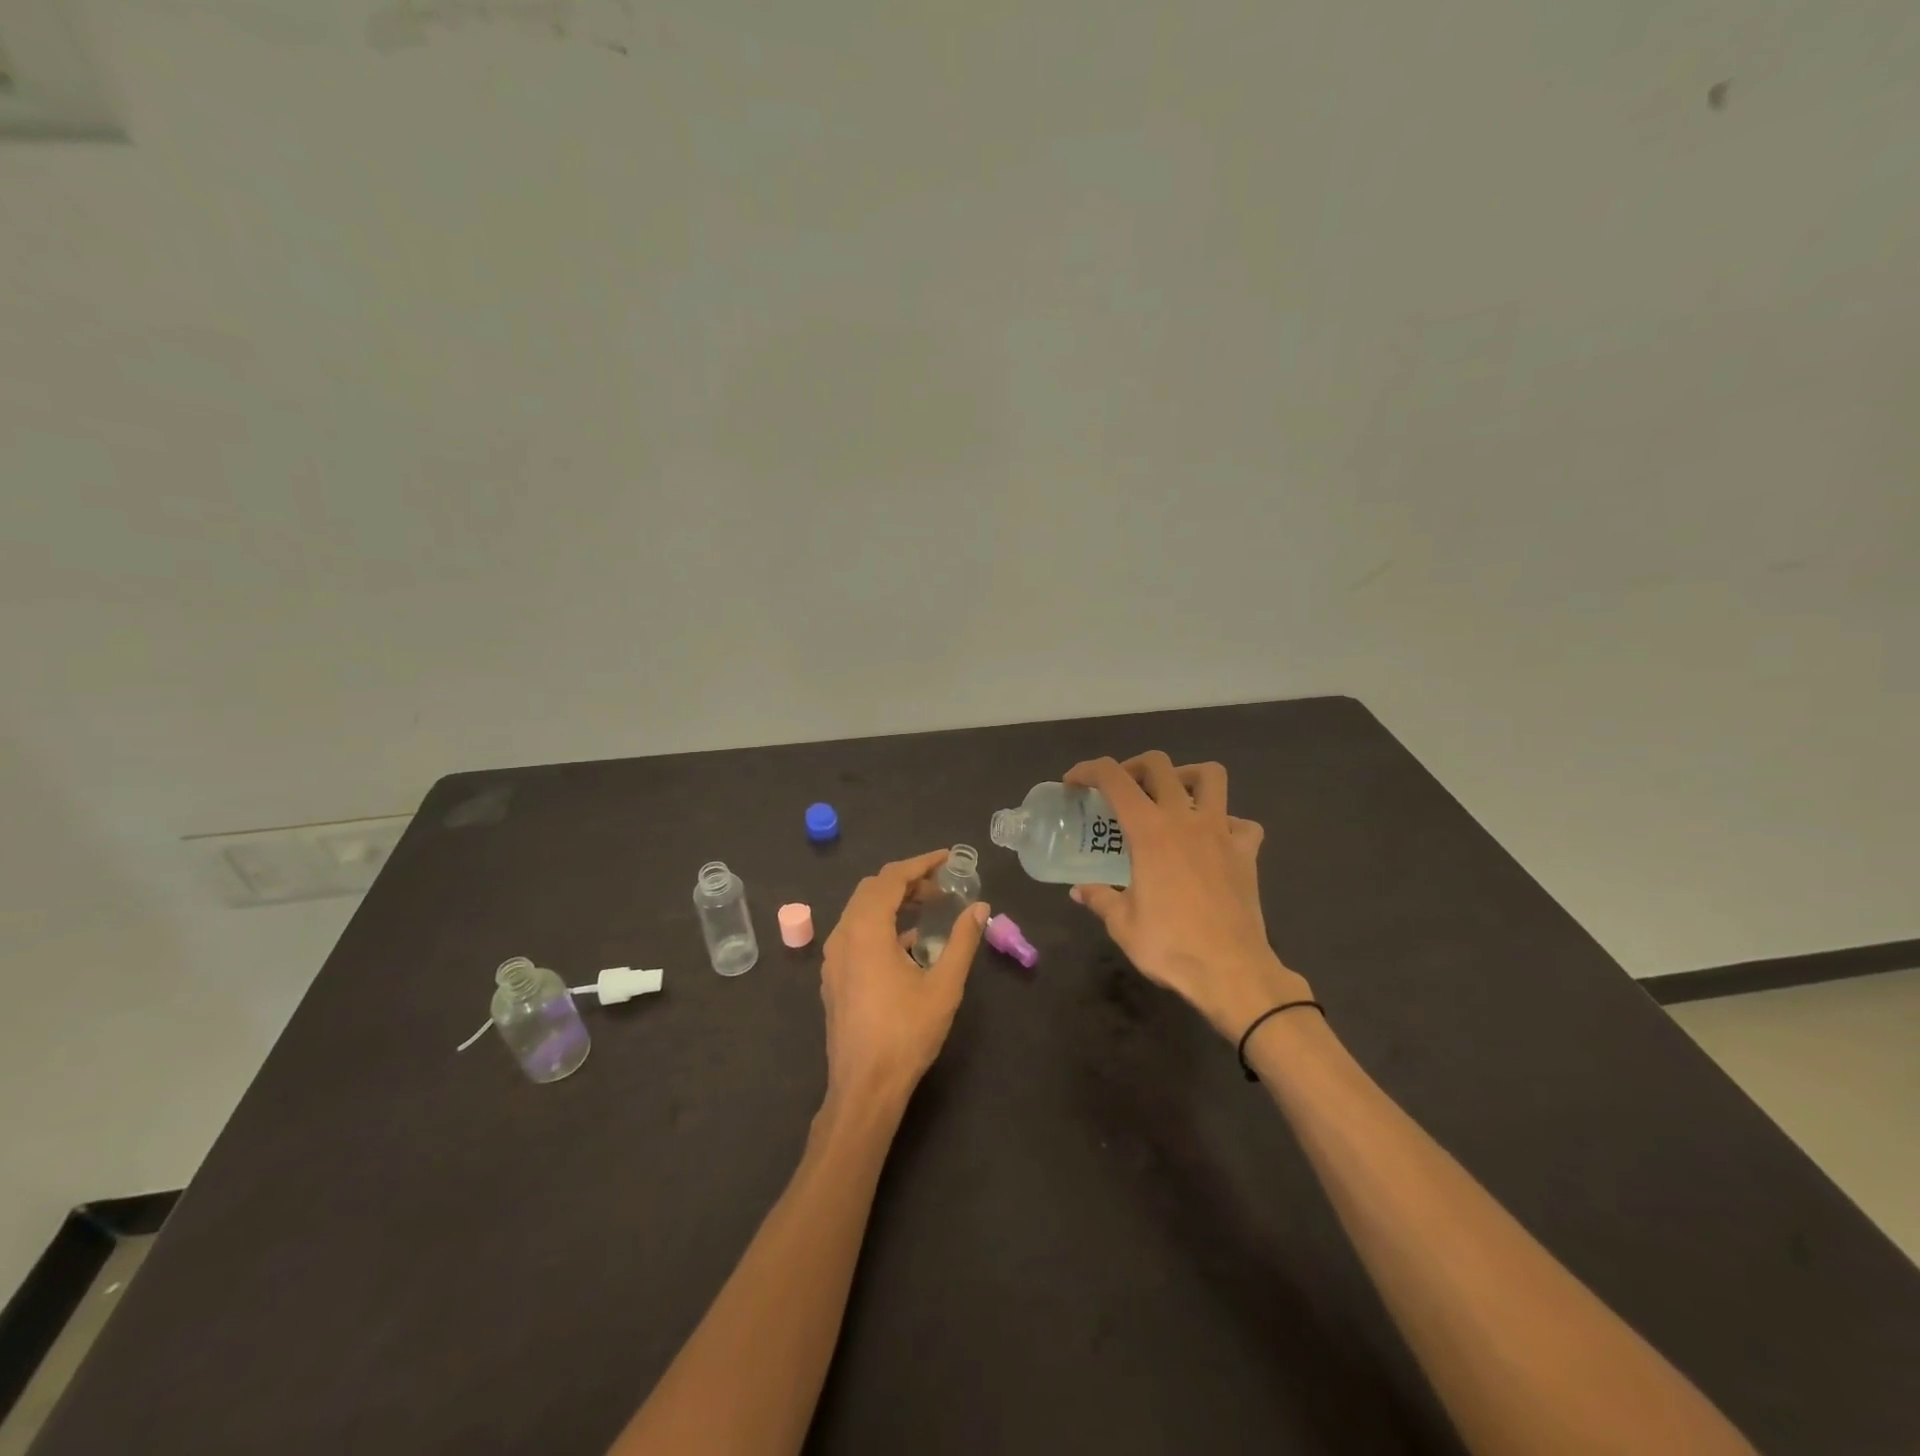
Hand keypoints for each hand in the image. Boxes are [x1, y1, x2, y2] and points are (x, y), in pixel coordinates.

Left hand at [819, 850, 989, 1110]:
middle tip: (941, 886)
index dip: (921, 863)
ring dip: (893, 901)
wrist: (864, 1087)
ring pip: (861, 910)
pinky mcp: (834, 977)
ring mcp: (833, 958)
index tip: (948, 858)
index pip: (891, 878)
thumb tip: (980, 907)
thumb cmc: (906, 1033)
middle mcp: (843, 935)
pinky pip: (855, 933)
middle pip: (873, 889)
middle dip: (907, 880)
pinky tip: (907, 944)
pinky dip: (881, 923)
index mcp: (866, 930)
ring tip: (928, 909)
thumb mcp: (944, 985)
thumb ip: (963, 941)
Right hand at [1065, 753, 1310, 1040]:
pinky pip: (1241, 822)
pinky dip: (1226, 823)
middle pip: (1159, 764)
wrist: (1231, 971)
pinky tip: (1212, 841)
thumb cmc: (1170, 945)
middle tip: (1122, 790)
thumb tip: (1079, 891)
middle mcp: (1185, 819)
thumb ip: (1099, 898)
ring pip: (1210, 776)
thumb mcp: (1122, 924)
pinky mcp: (1246, 852)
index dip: (1088, 770)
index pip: (1113, 778)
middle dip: (1133, 767)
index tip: (1073, 783)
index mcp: (1149, 831)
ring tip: (1172, 798)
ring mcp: (1221, 831)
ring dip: (1186, 777)